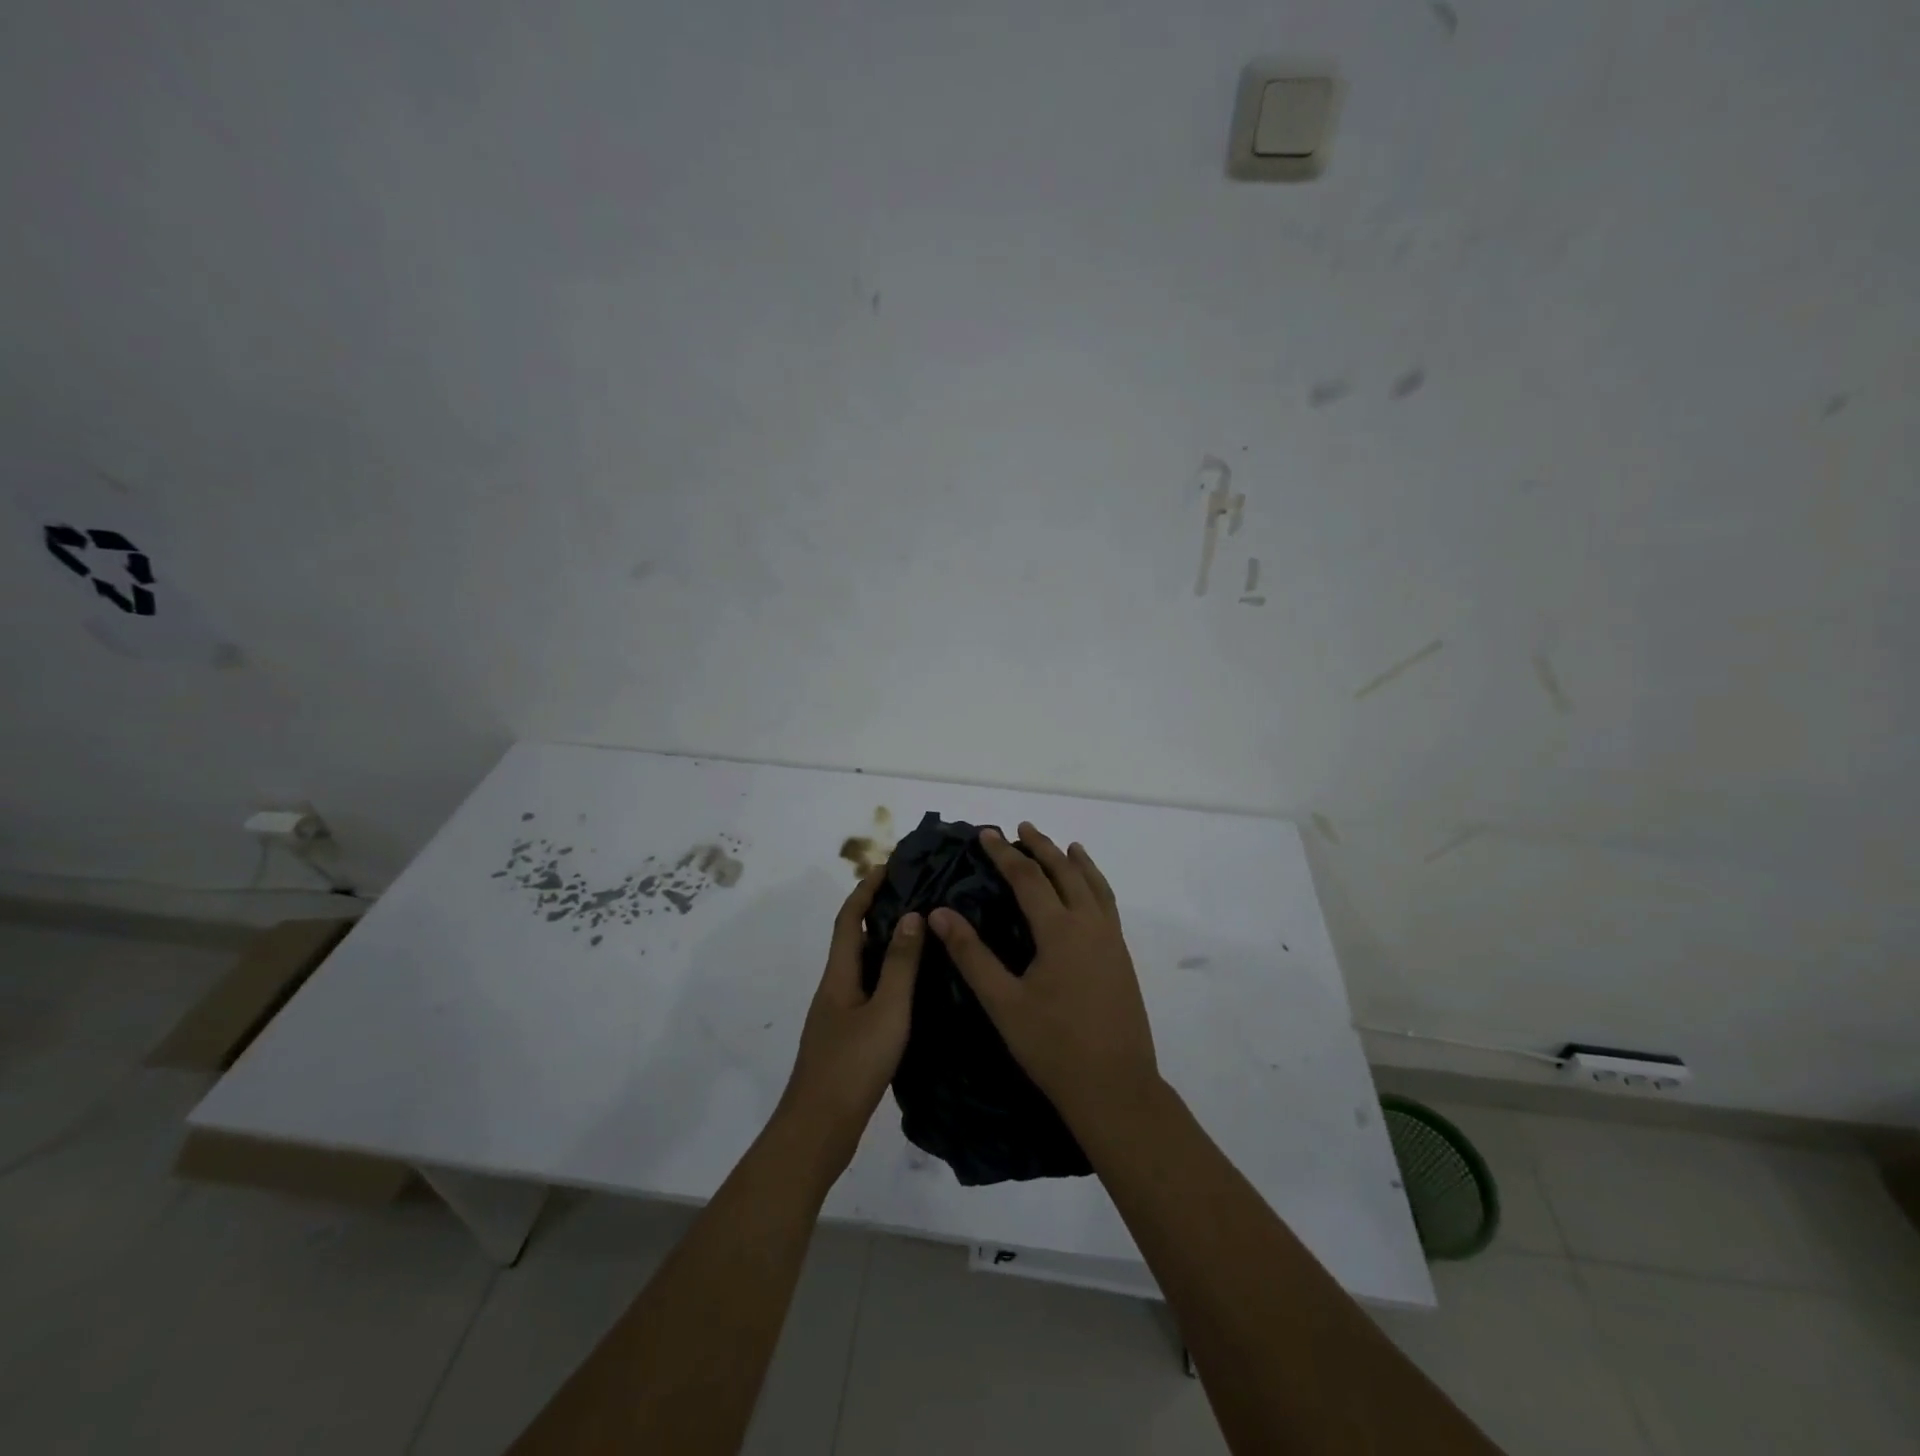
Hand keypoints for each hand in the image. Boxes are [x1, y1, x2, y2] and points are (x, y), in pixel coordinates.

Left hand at [778, 868, 922, 1170]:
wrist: (819, 1129)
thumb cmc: (853, 1065)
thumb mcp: (887, 1011)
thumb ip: (900, 965)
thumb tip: (911, 915)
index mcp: (839, 975)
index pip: (850, 918)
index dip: (866, 889)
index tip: (889, 865)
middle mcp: (835, 987)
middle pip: (854, 938)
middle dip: (878, 910)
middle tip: (915, 893)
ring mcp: (838, 1014)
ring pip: (863, 965)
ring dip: (885, 942)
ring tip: (921, 931)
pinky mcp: (847, 1037)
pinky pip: (869, 989)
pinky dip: (888, 974)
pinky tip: (912, 985)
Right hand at [930, 825, 1160, 1138]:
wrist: (1116, 1088)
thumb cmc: (1053, 1047)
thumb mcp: (1003, 1002)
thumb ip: (971, 955)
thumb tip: (939, 913)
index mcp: (1060, 930)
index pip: (1028, 878)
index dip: (1004, 854)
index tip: (986, 834)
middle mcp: (1090, 924)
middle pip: (1066, 872)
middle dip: (1042, 847)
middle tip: (1021, 828)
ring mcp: (1111, 940)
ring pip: (1094, 885)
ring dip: (1076, 861)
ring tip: (1065, 845)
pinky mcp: (1122, 958)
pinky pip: (1108, 905)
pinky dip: (1096, 885)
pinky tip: (1090, 893)